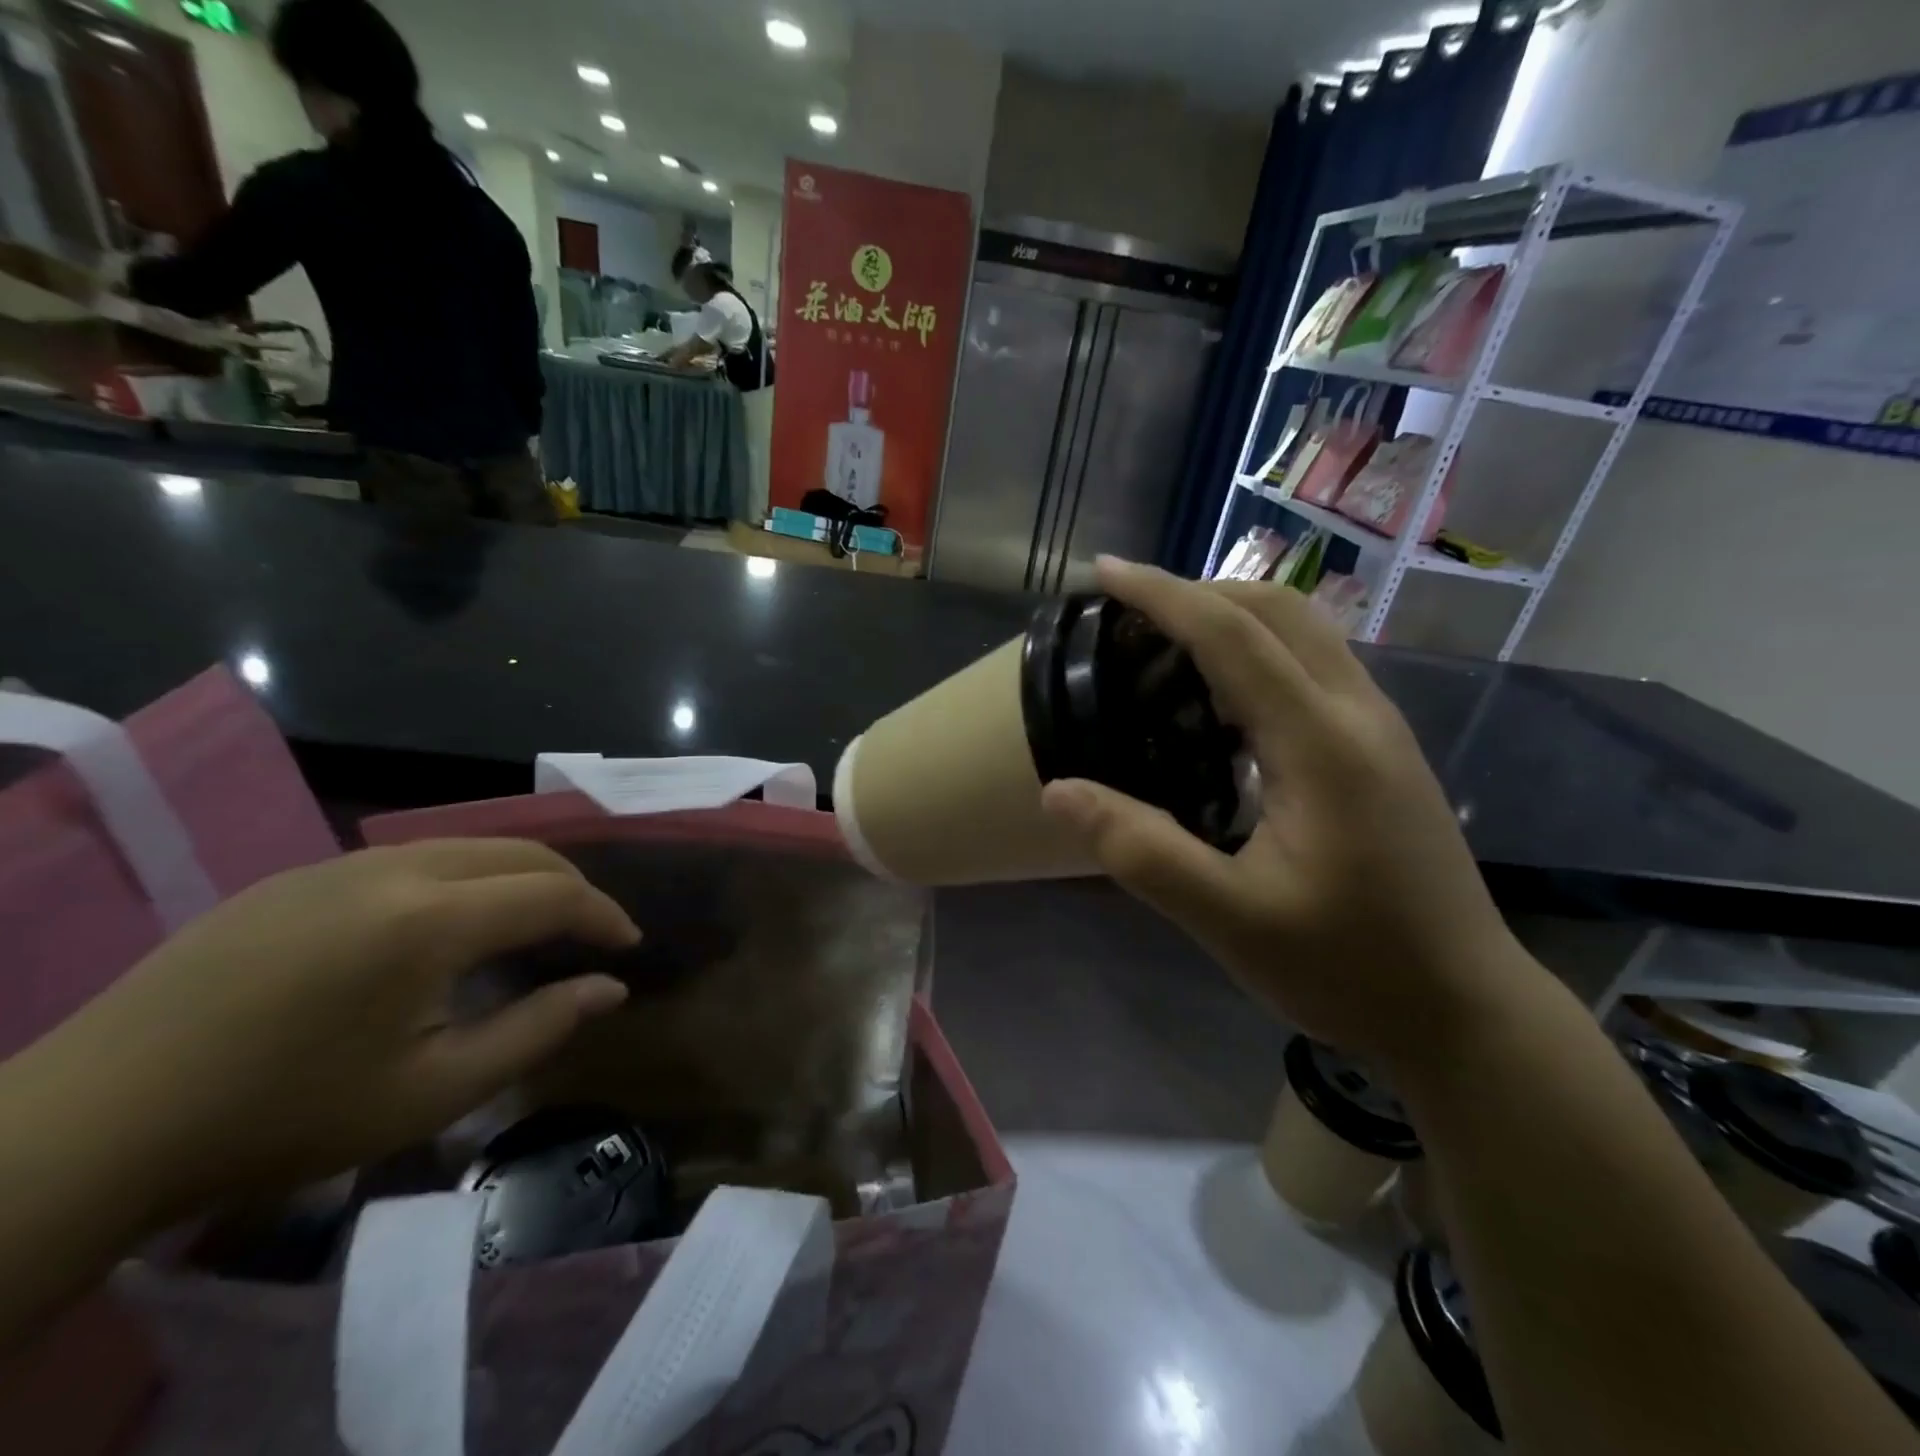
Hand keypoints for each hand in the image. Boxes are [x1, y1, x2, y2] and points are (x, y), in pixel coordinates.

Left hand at [45, 839, 637, 1215]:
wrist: (91, 1126)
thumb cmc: (282, 1118)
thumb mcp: (431, 1092)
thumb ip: (537, 1029)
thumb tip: (610, 988)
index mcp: (430, 920)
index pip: (552, 892)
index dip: (603, 914)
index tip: (627, 945)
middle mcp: (393, 869)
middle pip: (517, 851)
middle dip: (570, 885)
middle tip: (589, 932)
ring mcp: (337, 865)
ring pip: (465, 845)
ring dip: (515, 876)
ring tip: (529, 924)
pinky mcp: (294, 876)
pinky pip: (409, 857)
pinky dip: (459, 877)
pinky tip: (443, 926)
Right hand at [1040, 558, 1532, 1064]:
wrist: (1464, 1012)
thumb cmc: (1347, 968)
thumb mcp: (1229, 919)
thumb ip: (1142, 851)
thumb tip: (1059, 790)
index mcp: (1322, 742)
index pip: (1234, 634)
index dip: (1164, 596)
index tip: (1105, 573)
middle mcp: (1360, 714)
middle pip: (1279, 610)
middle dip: (1199, 593)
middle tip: (1130, 616)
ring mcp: (1381, 729)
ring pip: (1305, 633)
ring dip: (1233, 618)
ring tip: (1166, 648)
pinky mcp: (1383, 751)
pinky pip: (1315, 668)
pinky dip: (1259, 654)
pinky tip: (1221, 705)